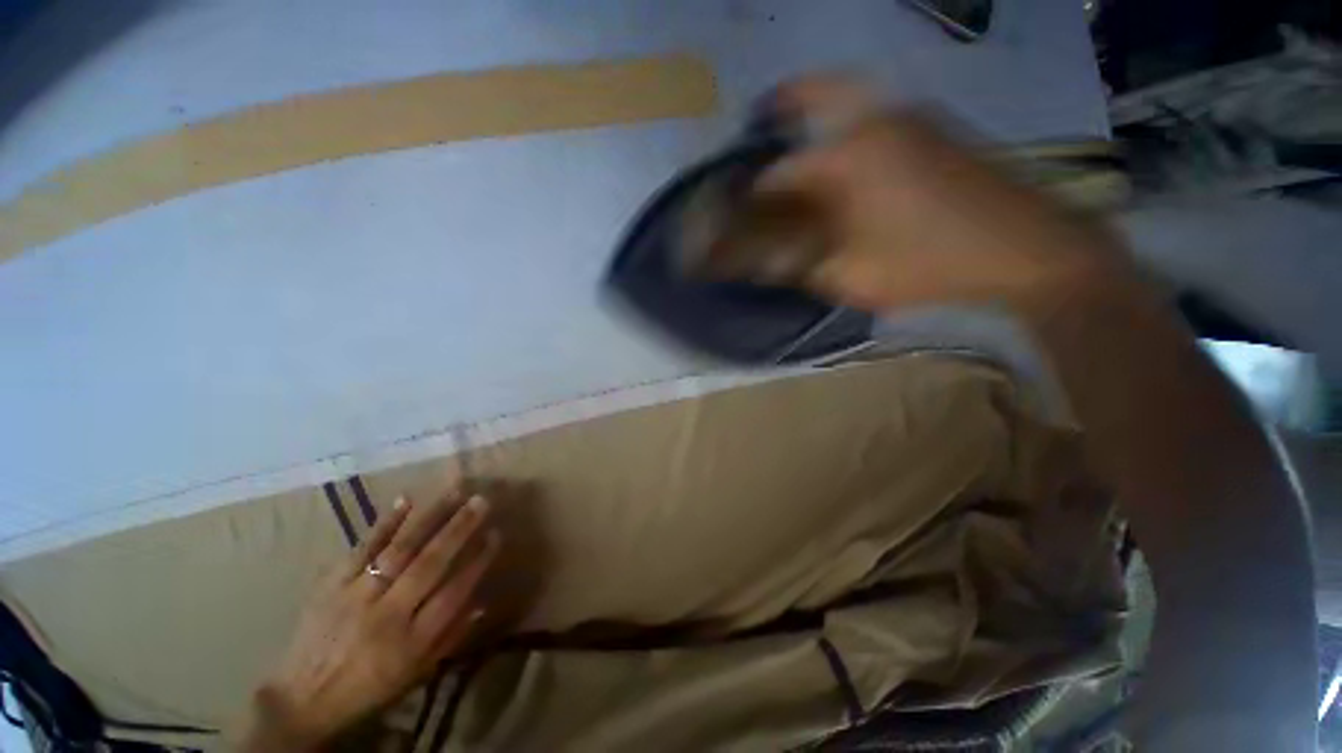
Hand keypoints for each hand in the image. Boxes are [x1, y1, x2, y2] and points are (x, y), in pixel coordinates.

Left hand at [241, 492, 499, 750]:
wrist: (300, 700)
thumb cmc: (367, 689)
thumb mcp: (414, 676)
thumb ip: (449, 638)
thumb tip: (483, 603)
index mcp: (410, 642)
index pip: (453, 593)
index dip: (478, 561)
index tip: (496, 534)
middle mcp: (386, 615)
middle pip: (429, 564)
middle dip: (459, 529)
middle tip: (482, 501)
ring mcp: (356, 596)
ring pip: (399, 549)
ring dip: (430, 517)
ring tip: (454, 491)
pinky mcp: (330, 586)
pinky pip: (361, 549)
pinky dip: (385, 523)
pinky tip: (405, 500)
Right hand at [754, 77, 1132, 314]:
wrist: (1026, 247)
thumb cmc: (929, 266)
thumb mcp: (852, 279)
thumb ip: (803, 269)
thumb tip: (768, 263)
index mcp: (848, 160)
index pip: (779, 173)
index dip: (754, 194)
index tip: (742, 210)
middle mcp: (875, 122)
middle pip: (816, 92)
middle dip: (783, 102)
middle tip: (762, 116)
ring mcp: (912, 117)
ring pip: (850, 97)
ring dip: (819, 107)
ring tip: (801, 129)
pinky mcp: (936, 127)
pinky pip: (879, 112)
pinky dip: (852, 121)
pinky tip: (848, 154)